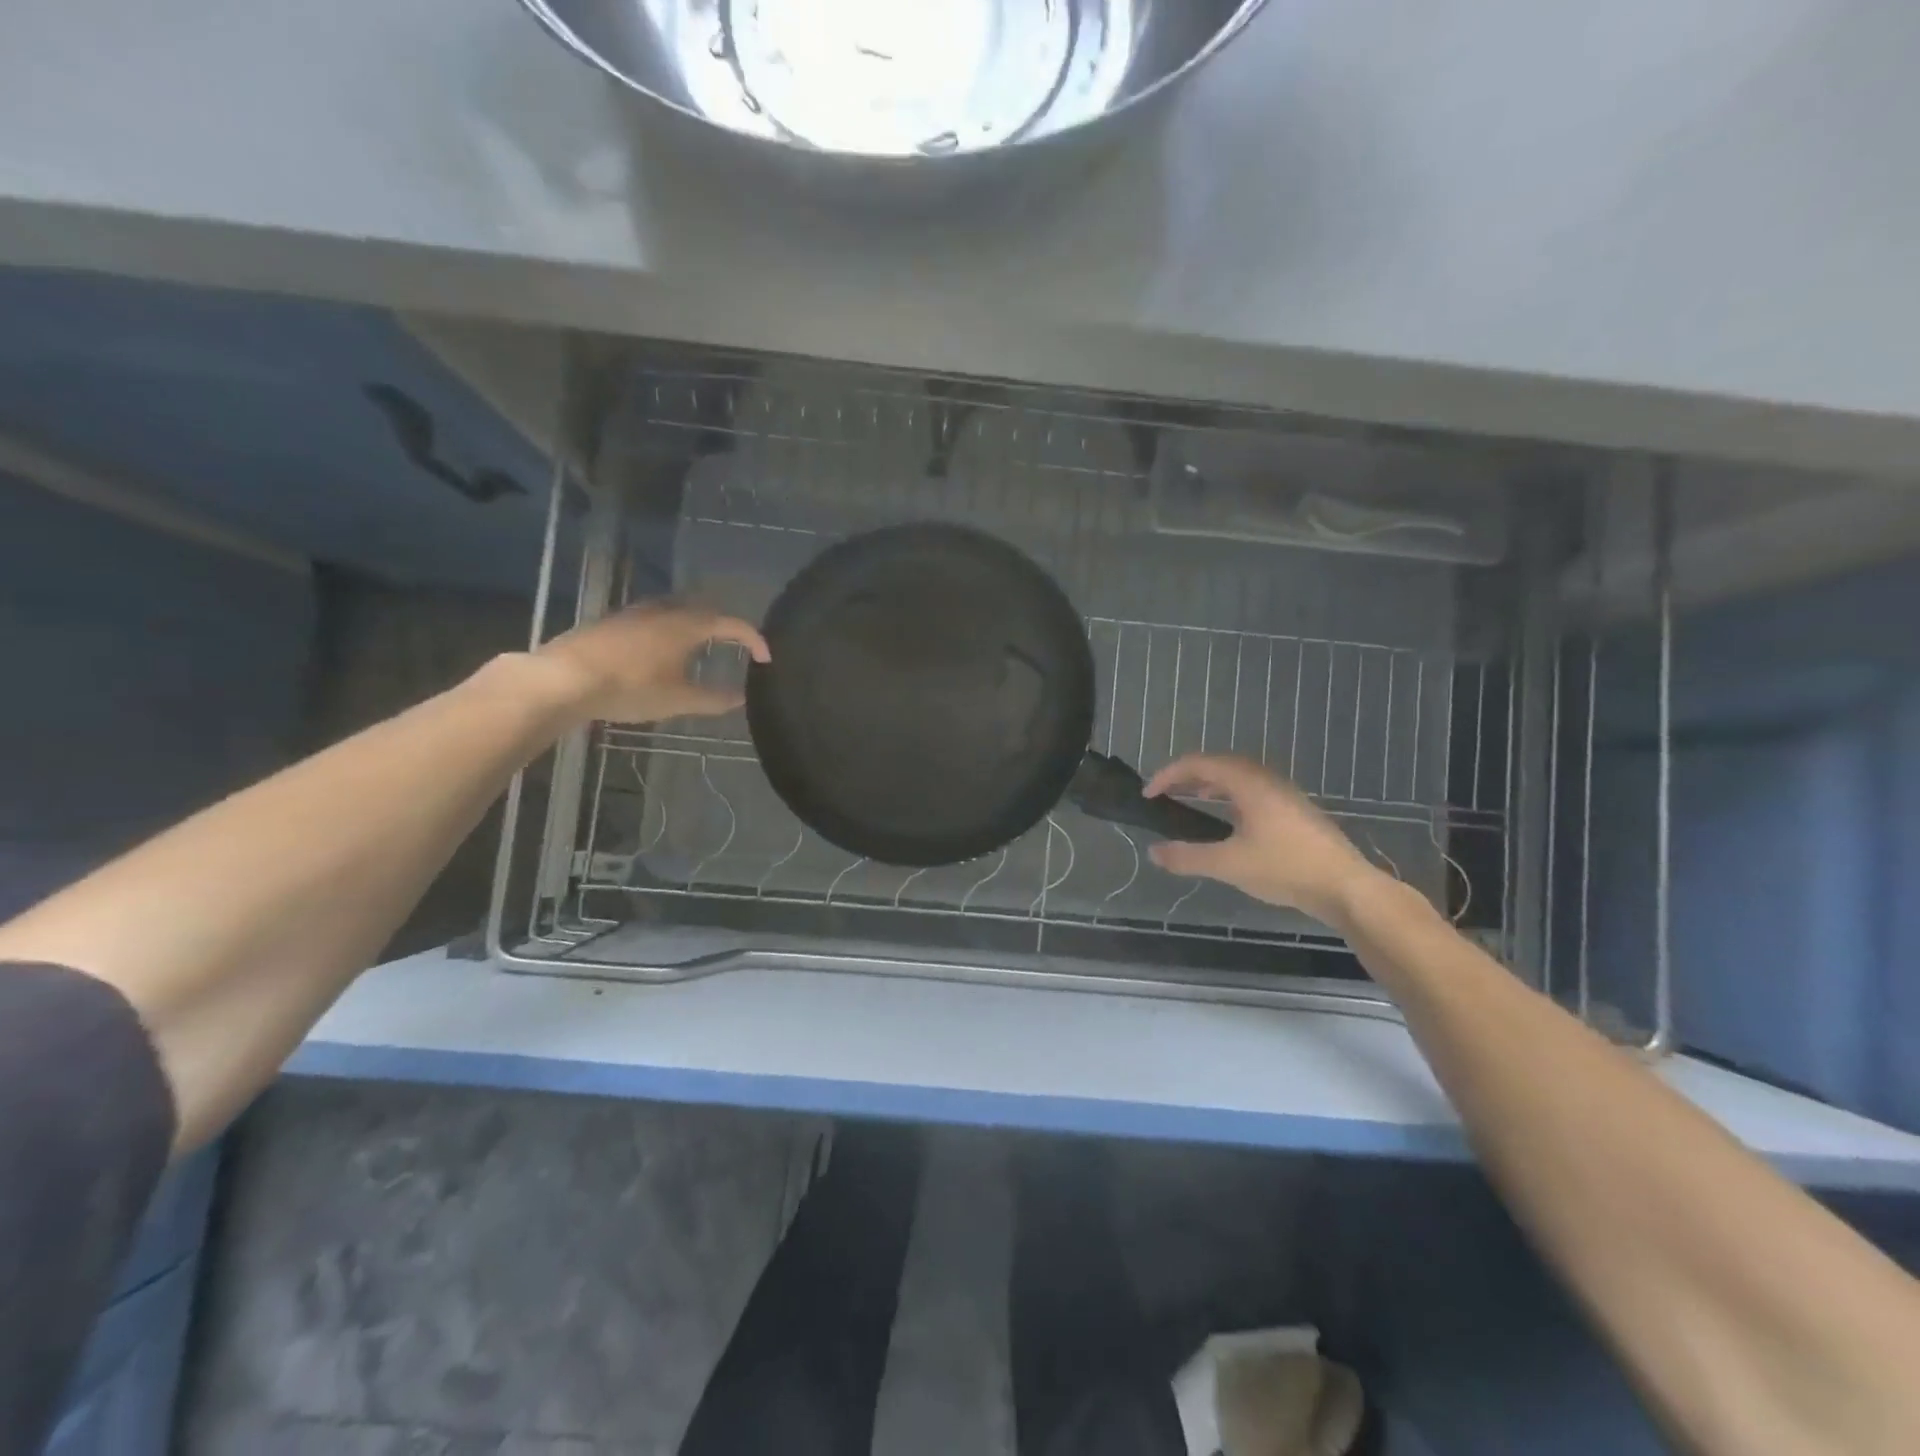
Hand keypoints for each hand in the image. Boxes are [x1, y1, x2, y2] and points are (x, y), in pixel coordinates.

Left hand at [533, 603, 770, 723]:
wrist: (563, 678)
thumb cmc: (629, 687)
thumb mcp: (678, 700)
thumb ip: (714, 699)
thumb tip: (741, 698)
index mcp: (687, 625)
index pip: (732, 624)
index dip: (753, 639)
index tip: (765, 657)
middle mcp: (664, 610)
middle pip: (704, 609)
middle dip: (724, 625)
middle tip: (735, 645)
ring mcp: (635, 612)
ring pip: (675, 610)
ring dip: (694, 624)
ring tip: (699, 647)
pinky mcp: (612, 621)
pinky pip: (653, 618)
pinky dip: (669, 629)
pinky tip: (660, 650)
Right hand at [1143, 754, 1382, 924]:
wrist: (1346, 886)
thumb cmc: (1286, 868)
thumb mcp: (1229, 864)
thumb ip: (1187, 857)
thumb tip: (1154, 852)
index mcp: (1248, 782)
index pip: (1198, 764)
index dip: (1167, 775)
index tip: (1148, 795)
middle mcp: (1265, 778)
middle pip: (1217, 764)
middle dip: (1185, 776)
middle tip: (1163, 794)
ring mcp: (1282, 792)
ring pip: (1236, 776)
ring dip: (1207, 784)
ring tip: (1188, 801)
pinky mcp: (1292, 808)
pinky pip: (1250, 789)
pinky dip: (1227, 795)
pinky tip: (1225, 819)